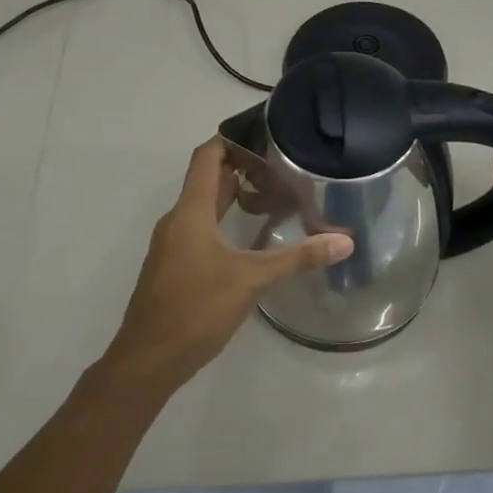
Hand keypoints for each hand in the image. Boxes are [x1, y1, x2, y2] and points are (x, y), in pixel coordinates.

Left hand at [101, 138, 353, 394]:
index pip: (206, 156)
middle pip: (207, 179)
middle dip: (241, 167)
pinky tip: (249, 235)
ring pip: (203, 206)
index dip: (230, 138)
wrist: (147, 360)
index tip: (262, 131)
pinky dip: (223, 220)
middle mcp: (177, 219)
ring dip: (232, 195)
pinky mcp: (173, 265)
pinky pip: (199, 228)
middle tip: (280, 163)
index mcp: (191, 210)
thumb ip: (297, 258)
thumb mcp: (251, 280)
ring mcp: (172, 244)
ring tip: (271, 193)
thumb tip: (345, 241)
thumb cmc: (196, 308)